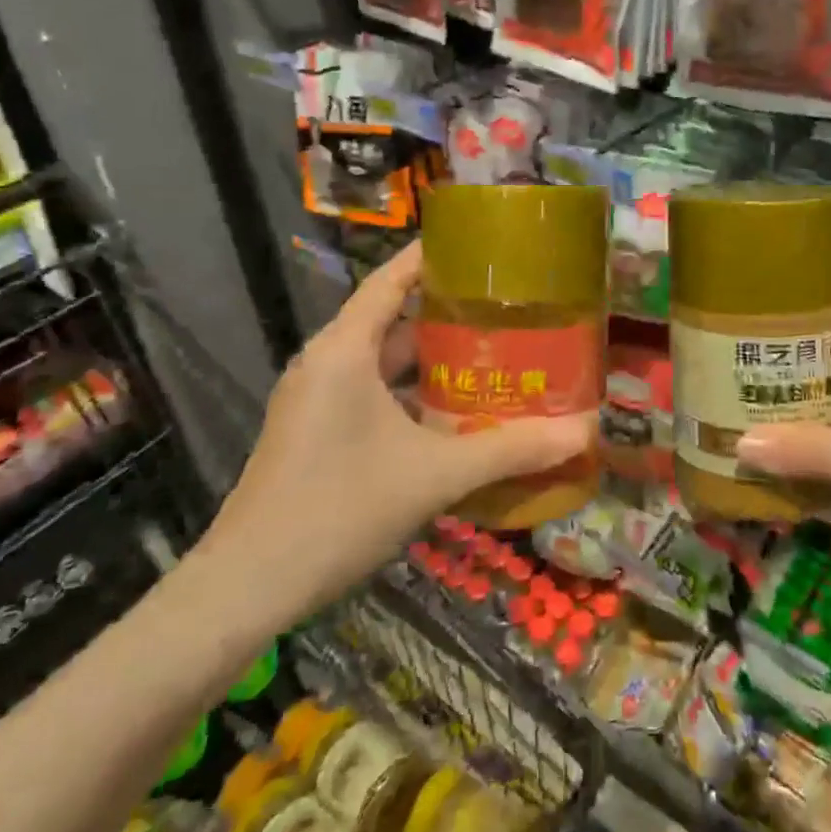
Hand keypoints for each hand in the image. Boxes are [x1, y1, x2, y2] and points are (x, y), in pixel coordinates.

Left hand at [189, 242, 594, 635]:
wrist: (247, 587)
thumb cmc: (339, 509)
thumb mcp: (434, 476)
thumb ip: (509, 451)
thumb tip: (583, 433)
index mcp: (344, 349)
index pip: (391, 279)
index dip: (432, 255)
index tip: (481, 244)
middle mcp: (326, 362)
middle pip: (392, 318)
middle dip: (448, 312)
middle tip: (508, 306)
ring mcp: (316, 399)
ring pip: (383, 361)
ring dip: (432, 359)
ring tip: (493, 353)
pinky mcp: (315, 432)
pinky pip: (371, 393)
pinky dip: (411, 393)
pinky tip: (454, 413)